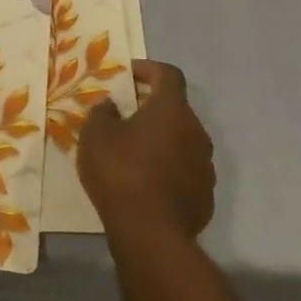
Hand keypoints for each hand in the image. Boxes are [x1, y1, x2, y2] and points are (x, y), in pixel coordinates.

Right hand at [76, 61, 215, 238]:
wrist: (150, 232)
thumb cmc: (120, 172)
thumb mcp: (95, 136)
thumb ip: (102, 113)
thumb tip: (111, 105)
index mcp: (172, 110)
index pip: (169, 75)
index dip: (148, 69)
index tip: (128, 74)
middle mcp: (196, 132)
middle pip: (175, 109)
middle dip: (150, 108)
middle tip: (124, 115)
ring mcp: (205, 164)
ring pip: (181, 140)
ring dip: (160, 139)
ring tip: (131, 152)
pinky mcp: (205, 193)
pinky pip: (184, 169)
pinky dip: (167, 167)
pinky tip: (145, 182)